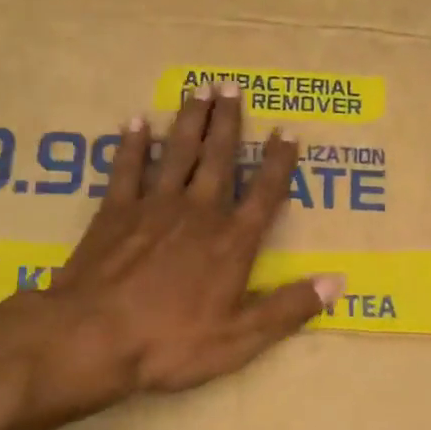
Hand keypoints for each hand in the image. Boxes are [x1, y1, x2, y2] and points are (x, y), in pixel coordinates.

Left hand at [21, 83, 340, 420]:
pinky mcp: (115, 213)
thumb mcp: (240, 339)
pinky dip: (132, 144)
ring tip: (198, 89)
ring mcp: (153, 208)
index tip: (288, 131)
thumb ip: (288, 309)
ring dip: (190, 120)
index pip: (265, 194)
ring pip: (177, 153)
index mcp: (231, 243)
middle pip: (219, 159)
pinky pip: (127, 168)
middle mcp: (198, 213)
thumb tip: (337, 282)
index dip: (279, 162)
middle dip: (229, 122)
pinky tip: (137, 122)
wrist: (93, 337)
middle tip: (233, 86)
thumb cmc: (170, 343)